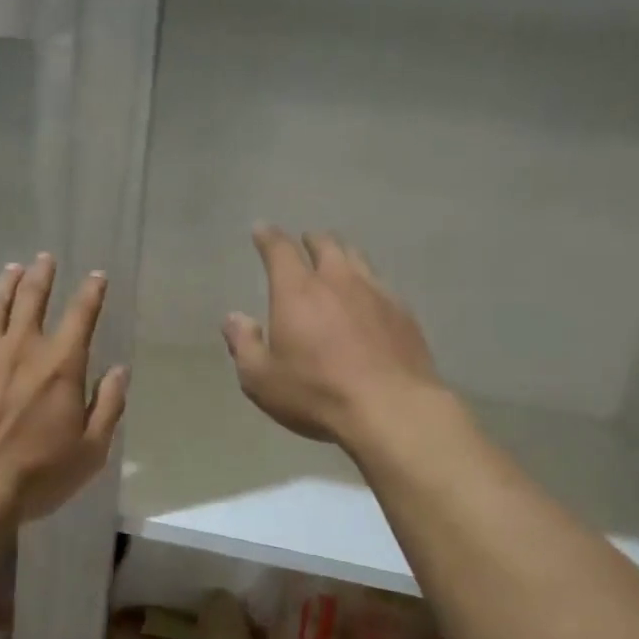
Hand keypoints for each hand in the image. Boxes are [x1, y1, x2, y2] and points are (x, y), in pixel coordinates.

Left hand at [0, 253, 128, 522]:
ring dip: (6, 282)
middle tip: (46, 259)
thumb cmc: (38, 474)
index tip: (96, 275)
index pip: (82, 315)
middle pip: (33, 298)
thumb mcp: (91, 449)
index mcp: (61, 364)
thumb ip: (108, 405)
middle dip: (43, 275)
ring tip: (13, 267)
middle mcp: (22, 347)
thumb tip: (119, 371)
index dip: (91, 291)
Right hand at [223, 225, 442, 447]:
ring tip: (338, 262)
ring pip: (358, 259)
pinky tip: (369, 299)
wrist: (391, 408)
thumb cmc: (317, 392)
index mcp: (297, 291)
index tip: (262, 230)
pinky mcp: (404, 312)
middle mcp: (338, 280)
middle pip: (326, 245)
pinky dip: (368, 284)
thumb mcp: (262, 379)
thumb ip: (244, 344)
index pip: (280, 250)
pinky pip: (382, 285)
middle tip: (305, 243)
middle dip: (311, 241)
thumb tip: (234, 318)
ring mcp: (377, 292)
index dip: (268, 237)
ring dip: (343, 255)